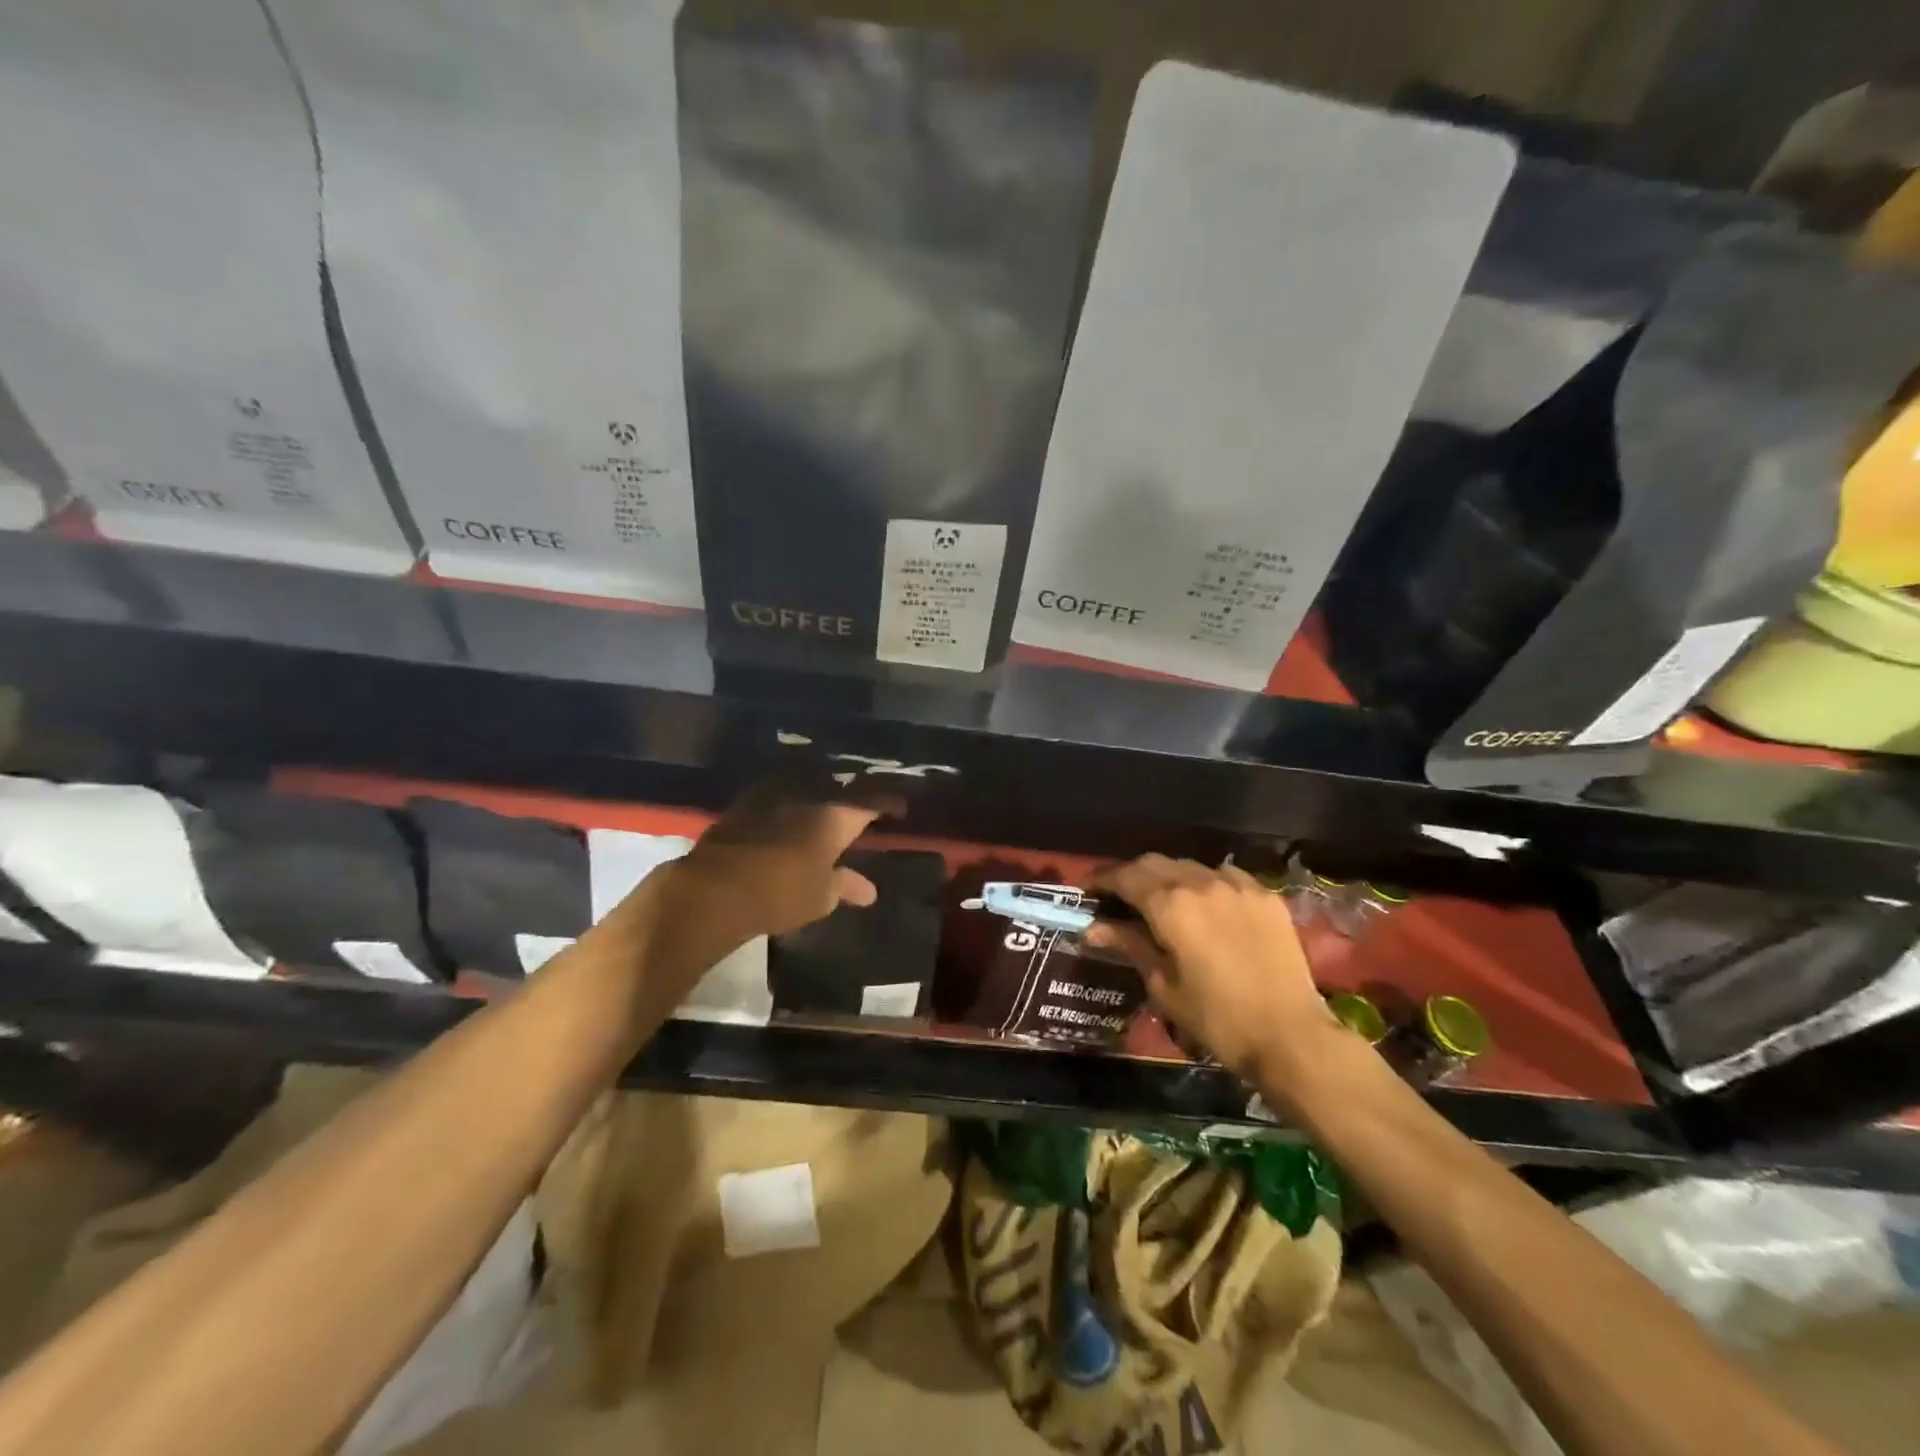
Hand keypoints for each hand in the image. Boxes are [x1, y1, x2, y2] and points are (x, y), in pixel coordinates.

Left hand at [671, 784, 891, 943]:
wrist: (715, 889)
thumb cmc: (780, 893)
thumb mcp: (821, 897)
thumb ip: (846, 886)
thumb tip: (869, 891)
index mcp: (835, 815)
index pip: (872, 801)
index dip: (889, 803)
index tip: (899, 808)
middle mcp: (808, 795)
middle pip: (840, 789)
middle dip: (854, 797)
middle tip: (864, 807)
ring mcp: (774, 795)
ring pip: (808, 788)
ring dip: (822, 797)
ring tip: (830, 809)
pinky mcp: (746, 803)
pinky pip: (781, 796)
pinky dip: (792, 804)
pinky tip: (793, 815)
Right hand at [1088, 855, 1327, 1079]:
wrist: (1291, 1035)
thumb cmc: (1217, 1018)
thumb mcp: (1164, 985)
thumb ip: (1131, 946)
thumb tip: (1095, 928)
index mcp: (1170, 904)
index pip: (1125, 877)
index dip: (1102, 880)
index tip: (1088, 889)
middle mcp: (1201, 882)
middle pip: (1154, 863)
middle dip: (1131, 875)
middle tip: (1118, 896)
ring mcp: (1237, 885)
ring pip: (1189, 866)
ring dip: (1168, 877)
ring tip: (1160, 899)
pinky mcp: (1264, 895)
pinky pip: (1224, 875)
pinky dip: (1204, 882)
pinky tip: (1204, 904)